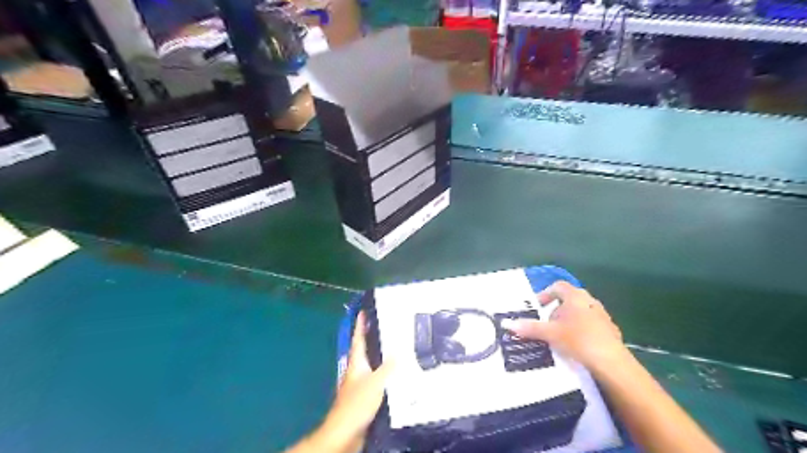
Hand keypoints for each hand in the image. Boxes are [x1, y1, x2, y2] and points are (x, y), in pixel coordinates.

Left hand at [309, 312, 392, 451]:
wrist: (346, 431)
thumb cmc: (357, 403)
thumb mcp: (375, 382)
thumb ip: (387, 367)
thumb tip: (398, 352)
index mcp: (356, 363)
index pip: (358, 339)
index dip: (360, 325)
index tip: (364, 312)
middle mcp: (357, 370)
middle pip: (364, 350)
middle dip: (372, 338)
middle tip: (386, 327)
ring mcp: (360, 384)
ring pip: (372, 365)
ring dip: (380, 356)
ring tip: (396, 347)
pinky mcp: (365, 397)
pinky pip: (377, 379)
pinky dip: (385, 373)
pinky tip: (396, 375)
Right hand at [503, 279, 626, 371]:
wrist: (611, 362)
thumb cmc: (578, 340)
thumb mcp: (550, 333)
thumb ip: (529, 327)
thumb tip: (508, 324)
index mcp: (575, 296)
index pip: (557, 286)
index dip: (545, 294)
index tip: (537, 307)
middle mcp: (589, 301)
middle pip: (568, 299)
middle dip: (555, 310)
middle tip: (546, 323)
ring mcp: (602, 315)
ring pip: (579, 312)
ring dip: (568, 320)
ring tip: (558, 335)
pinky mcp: (610, 330)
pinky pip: (589, 324)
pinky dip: (580, 330)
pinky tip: (575, 345)